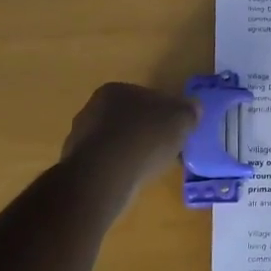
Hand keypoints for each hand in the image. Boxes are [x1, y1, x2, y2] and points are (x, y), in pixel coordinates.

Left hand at [61, 82, 197, 198]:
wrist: (104, 176)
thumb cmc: (144, 138)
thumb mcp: (180, 120)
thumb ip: (189, 111)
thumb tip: (194, 108)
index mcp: (115, 90)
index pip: (145, 97)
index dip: (165, 112)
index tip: (176, 129)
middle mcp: (92, 108)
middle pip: (129, 118)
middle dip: (146, 131)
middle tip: (166, 149)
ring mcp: (80, 137)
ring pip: (115, 142)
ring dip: (131, 151)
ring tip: (149, 168)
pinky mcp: (76, 165)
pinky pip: (105, 163)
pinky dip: (118, 169)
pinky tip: (131, 180)